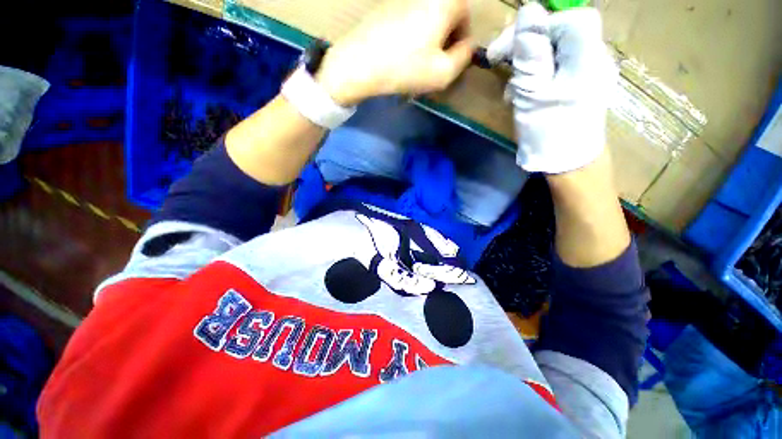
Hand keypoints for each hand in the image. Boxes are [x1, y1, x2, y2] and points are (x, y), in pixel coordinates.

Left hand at [316, 0, 473, 105]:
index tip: (447, 64)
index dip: (460, 45)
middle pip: (446, 17)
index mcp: (446, 1)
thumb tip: (467, 46)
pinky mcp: (387, 6)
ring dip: (428, 40)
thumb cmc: (405, 68)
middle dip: (444, 41)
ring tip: (415, 63)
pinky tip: (401, 54)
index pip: (466, 20)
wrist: (360, 63)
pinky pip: (409, 21)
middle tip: (432, 65)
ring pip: (427, 20)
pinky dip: (411, 36)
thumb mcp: (444, 73)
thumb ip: (464, 57)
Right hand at [487, 4, 616, 173]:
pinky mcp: (579, 85)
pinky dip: (536, 75)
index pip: (566, 19)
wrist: (569, 165)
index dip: (533, 26)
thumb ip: (531, 52)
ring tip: (511, 90)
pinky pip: (556, 68)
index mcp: (587, 55)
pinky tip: (523, 94)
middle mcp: (593, 57)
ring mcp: (588, 72)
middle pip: (560, 32)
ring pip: (555, 51)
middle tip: (500, 64)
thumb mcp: (533, 92)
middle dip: (526, 45)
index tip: (503, 50)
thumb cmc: (550, 131)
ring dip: (527, 64)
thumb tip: (527, 13)